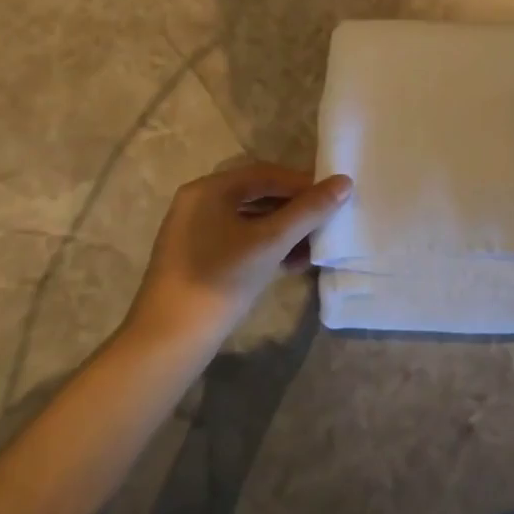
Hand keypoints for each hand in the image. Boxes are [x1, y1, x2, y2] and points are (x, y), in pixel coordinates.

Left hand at [123, 162, 351, 358]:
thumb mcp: (271, 242)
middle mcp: (199, 203)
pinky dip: (267, 246)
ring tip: (313, 248)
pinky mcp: (198, 257)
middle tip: (326, 223)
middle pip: (259, 194)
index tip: (333, 199)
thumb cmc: (221, 279)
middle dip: (296, 209)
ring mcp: (195, 231)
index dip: (303, 184)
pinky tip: (291, 264)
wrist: (169, 340)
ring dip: (285, 230)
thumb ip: (309, 210)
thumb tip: (344, 182)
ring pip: (251, 219)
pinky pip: (240, 239)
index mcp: (209, 190)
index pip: (266, 174)